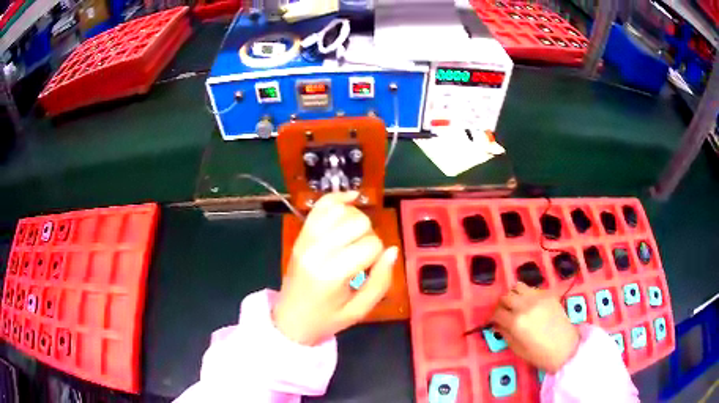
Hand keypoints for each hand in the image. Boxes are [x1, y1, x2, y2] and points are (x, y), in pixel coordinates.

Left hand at [273, 192, 398, 345]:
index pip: (371, 244)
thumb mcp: (360, 310)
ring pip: (341, 209)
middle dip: (368, 235)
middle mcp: (317, 250)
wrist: (290, 319)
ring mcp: (306, 239)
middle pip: (358, 221)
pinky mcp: (301, 235)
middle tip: (361, 256)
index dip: (378, 255)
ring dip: (355, 219)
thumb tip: (393, 250)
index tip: (369, 270)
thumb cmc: (327, 319)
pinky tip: (351, 199)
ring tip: (353, 238)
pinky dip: (338, 198)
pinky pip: (321, 205)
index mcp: (332, 273)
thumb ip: (381, 281)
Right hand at [491, 282, 579, 372]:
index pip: (497, 312)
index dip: (493, 317)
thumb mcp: (517, 349)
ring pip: (518, 286)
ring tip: (517, 305)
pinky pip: (532, 289)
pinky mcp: (548, 294)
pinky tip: (531, 306)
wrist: (565, 348)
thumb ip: (505, 334)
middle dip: (502, 305)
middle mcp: (525, 305)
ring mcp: (538, 297)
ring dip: (514, 295)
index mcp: (516, 322)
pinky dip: (527, 295)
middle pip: (506, 296)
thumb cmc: (539, 354)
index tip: (494, 322)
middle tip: (504, 313)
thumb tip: (498, 325)